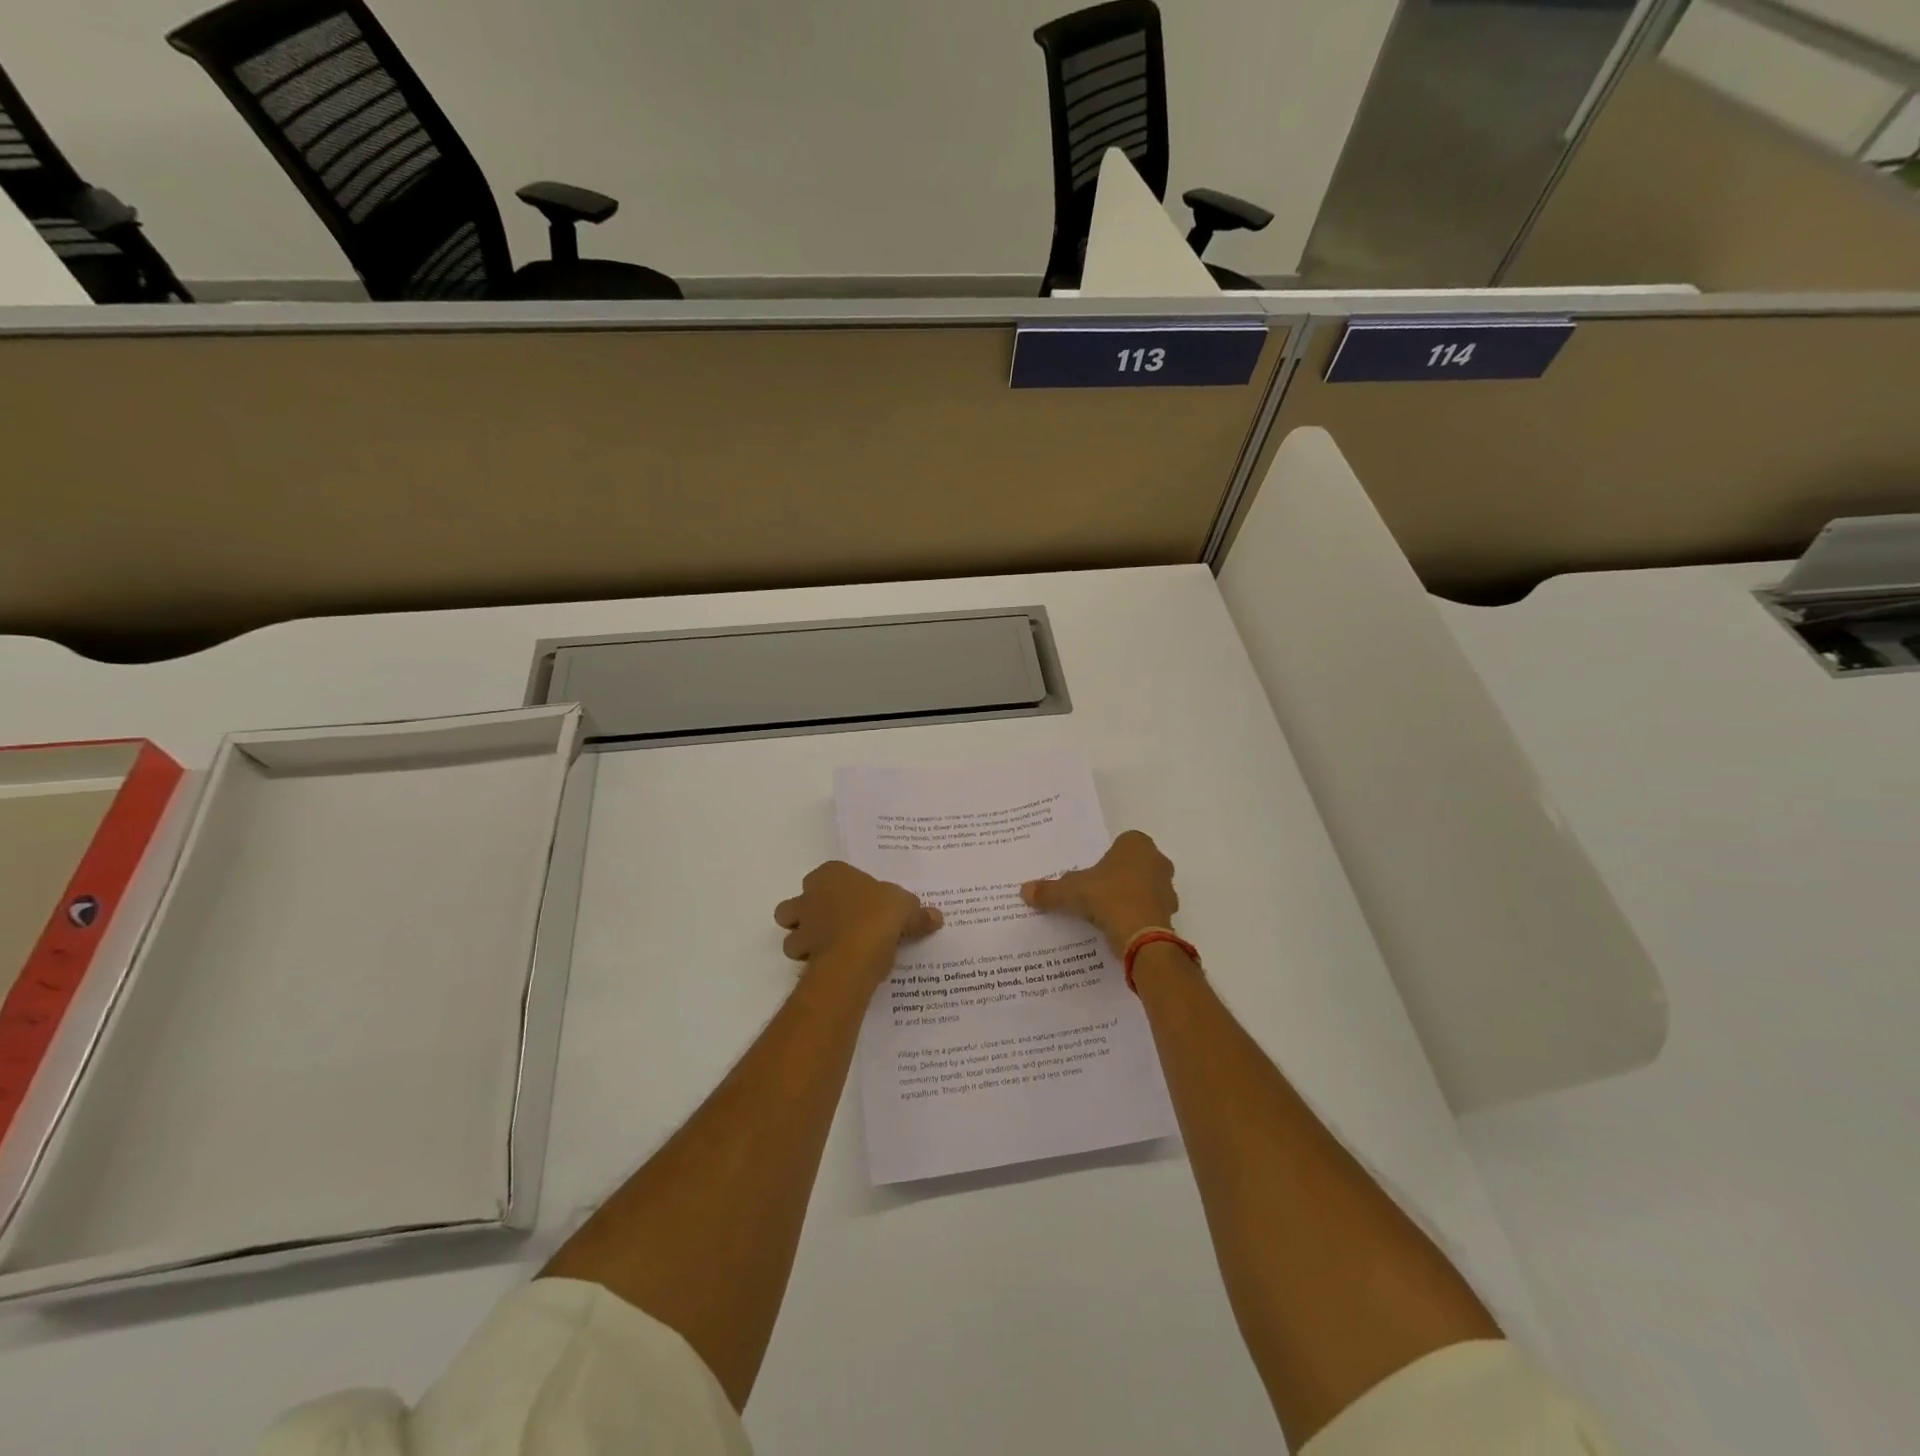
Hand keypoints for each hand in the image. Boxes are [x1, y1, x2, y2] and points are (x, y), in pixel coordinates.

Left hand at [774, 861, 942, 987]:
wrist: (855, 953)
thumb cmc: (879, 916)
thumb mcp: (907, 908)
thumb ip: (918, 913)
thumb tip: (936, 917)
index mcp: (832, 874)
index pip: (829, 873)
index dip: (840, 887)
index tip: (858, 900)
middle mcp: (809, 895)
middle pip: (799, 901)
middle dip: (809, 912)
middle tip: (837, 924)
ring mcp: (802, 925)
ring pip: (791, 930)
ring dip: (804, 939)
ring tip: (831, 948)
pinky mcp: (801, 954)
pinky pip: (802, 958)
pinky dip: (812, 962)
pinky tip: (834, 966)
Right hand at [1021, 831, 1177, 956]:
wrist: (1142, 936)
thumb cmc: (1108, 898)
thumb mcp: (1071, 892)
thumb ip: (1049, 890)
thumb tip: (1024, 890)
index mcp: (1137, 845)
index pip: (1123, 842)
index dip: (1107, 857)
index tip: (1093, 872)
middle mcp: (1157, 861)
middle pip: (1135, 865)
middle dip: (1119, 876)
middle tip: (1097, 891)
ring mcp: (1168, 889)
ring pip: (1145, 888)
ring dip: (1130, 897)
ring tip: (1106, 913)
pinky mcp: (1170, 914)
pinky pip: (1150, 911)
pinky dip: (1137, 917)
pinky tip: (1119, 928)